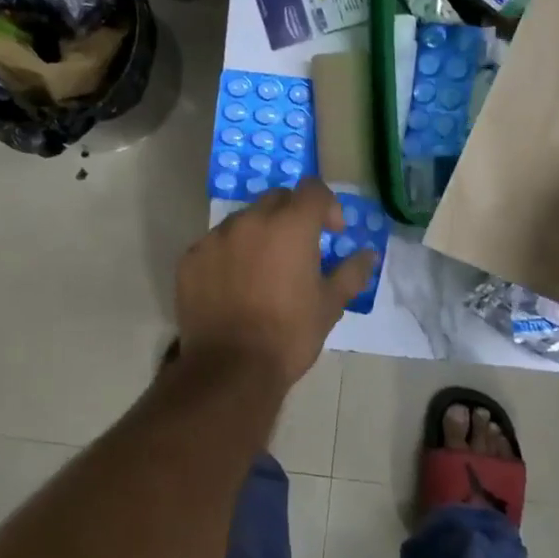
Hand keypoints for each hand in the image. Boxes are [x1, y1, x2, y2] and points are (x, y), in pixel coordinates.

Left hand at [173, 180, 376, 389]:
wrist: (230, 368)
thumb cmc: (289, 334)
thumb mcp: (330, 305)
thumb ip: (351, 273)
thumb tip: (368, 255)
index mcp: (290, 225)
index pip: (312, 189)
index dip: (327, 205)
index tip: (331, 232)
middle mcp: (250, 220)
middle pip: (276, 199)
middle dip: (292, 216)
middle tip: (298, 250)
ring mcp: (215, 237)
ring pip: (243, 220)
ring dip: (258, 235)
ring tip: (263, 270)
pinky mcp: (190, 258)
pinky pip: (215, 245)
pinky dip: (228, 255)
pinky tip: (233, 286)